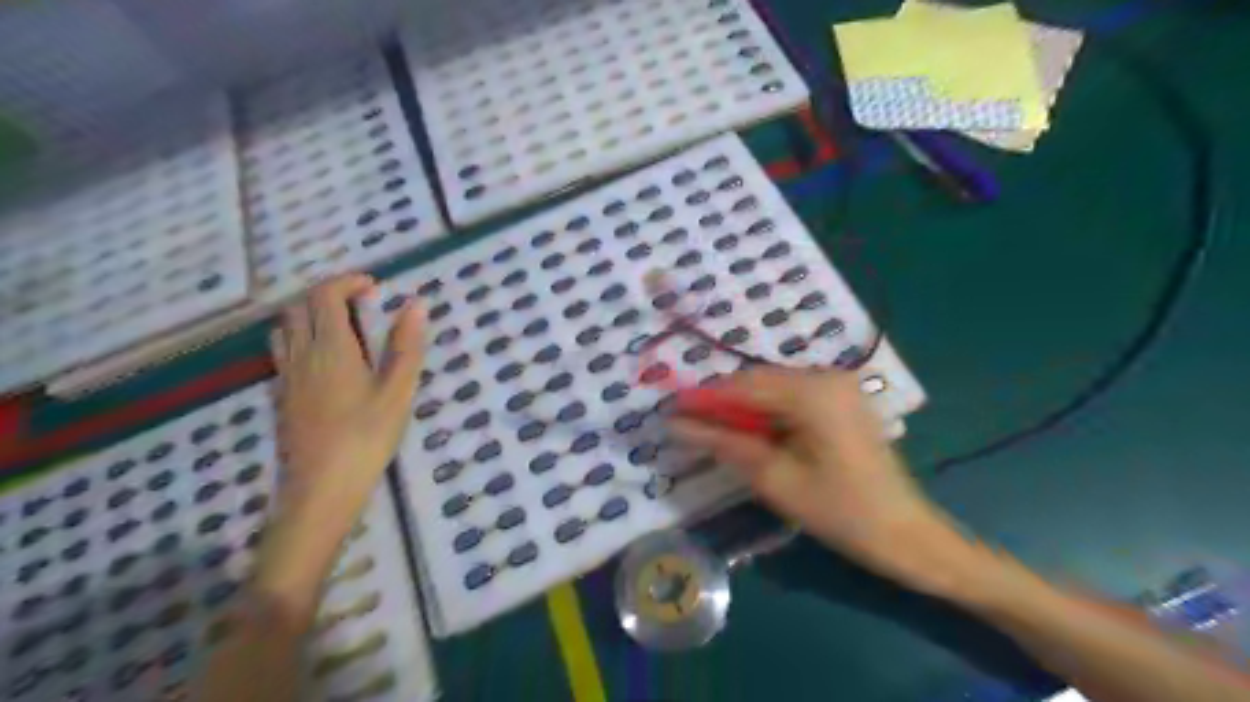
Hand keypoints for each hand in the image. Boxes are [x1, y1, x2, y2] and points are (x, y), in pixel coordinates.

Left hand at [254, 275, 426, 612]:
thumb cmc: (367, 436)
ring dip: (308, 314)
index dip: (347, 282)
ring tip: (339, 325)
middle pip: (299, 307)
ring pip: (285, 328)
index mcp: (332, 348)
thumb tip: (416, 304)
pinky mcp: (280, 396)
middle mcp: (301, 354)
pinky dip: (299, 337)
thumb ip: (406, 346)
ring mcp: (286, 376)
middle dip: (327, 294)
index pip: (325, 297)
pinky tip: (322, 359)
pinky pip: (281, 351)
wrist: (321, 487)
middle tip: (360, 303)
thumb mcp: (398, 391)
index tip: (374, 286)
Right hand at [674, 368, 976, 597]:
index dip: (703, 398)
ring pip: (772, 389)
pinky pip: (791, 398)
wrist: (906, 534)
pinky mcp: (841, 401)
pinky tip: (749, 432)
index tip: (668, 410)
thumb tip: (677, 426)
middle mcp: (827, 377)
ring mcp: (838, 386)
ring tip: (711, 431)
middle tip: (687, 425)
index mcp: (814, 392)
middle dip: (721, 403)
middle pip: (758, 381)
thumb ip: (725, 444)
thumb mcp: (776, 479)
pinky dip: (765, 413)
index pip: (743, 386)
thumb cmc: (841, 512)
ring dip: (742, 408)